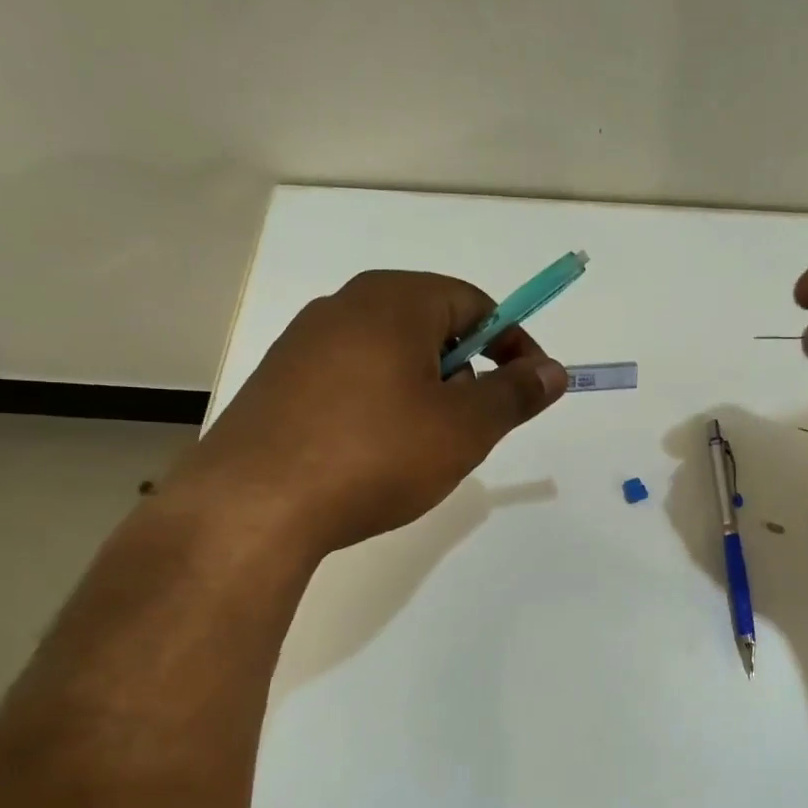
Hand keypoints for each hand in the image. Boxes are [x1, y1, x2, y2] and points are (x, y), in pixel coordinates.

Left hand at [169, 270, 565, 555]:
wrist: (254, 506)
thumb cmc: (375, 454)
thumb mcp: (464, 428)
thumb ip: (515, 393)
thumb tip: (553, 370)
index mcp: (394, 300)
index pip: (475, 303)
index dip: (514, 344)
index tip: (530, 388)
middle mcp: (345, 306)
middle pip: (431, 327)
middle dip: (466, 374)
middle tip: (474, 427)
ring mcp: (303, 343)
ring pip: (391, 357)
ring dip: (424, 394)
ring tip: (423, 449)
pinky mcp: (278, 383)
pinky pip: (351, 381)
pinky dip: (381, 407)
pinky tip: (374, 455)